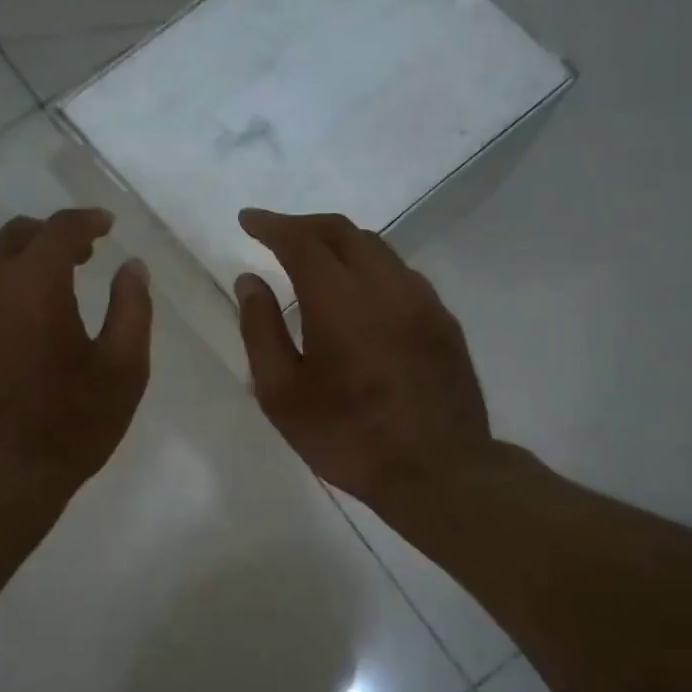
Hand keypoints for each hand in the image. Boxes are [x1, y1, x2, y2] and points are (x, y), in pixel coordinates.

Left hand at [0, 209, 151, 502]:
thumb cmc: (68, 427)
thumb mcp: (123, 371)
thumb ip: (132, 308)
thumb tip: (131, 267)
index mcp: (33, 284)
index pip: (59, 229)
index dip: (87, 221)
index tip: (106, 225)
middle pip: (14, 237)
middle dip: (49, 237)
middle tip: (80, 258)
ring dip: (19, 270)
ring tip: (47, 300)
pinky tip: (11, 338)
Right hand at [234, 209, 491, 513]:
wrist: (438, 470)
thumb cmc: (348, 437)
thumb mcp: (282, 394)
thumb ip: (261, 330)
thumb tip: (249, 281)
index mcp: (340, 300)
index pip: (301, 241)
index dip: (271, 225)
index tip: (248, 220)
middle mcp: (386, 285)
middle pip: (343, 232)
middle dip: (304, 225)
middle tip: (275, 234)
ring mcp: (422, 300)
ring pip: (377, 249)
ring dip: (339, 243)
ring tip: (313, 259)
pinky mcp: (443, 321)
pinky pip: (400, 274)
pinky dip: (369, 267)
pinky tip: (357, 293)